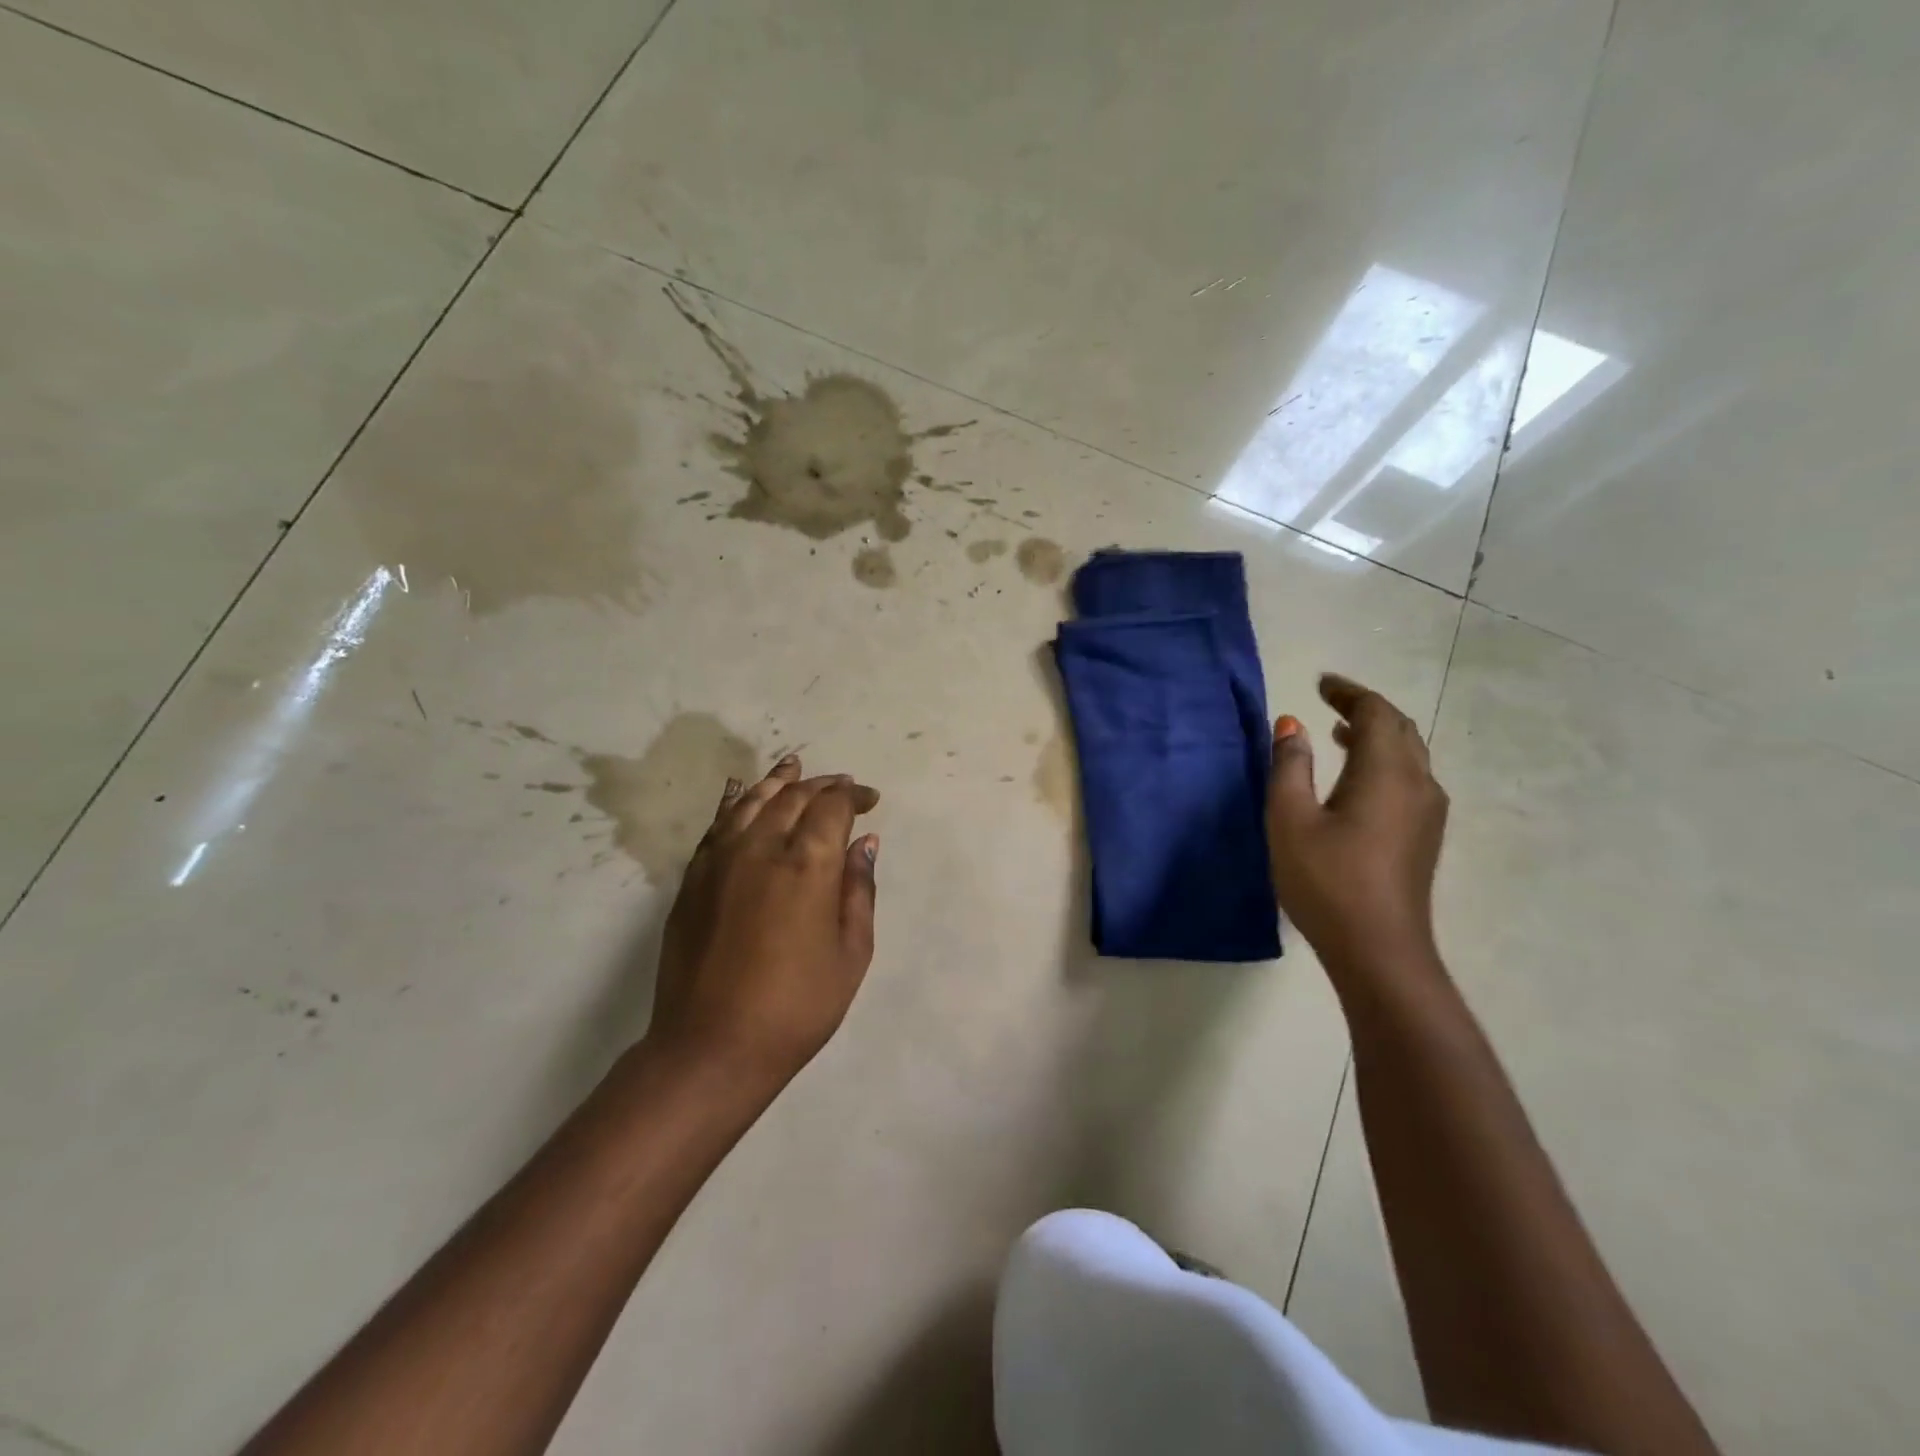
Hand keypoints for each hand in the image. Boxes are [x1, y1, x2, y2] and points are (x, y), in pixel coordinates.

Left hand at [649, 754, 880, 1090]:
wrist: (712, 1047)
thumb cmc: (797, 1007)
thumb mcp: (851, 953)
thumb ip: (859, 889)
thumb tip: (865, 842)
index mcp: (808, 864)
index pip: (833, 806)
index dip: (854, 795)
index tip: (869, 800)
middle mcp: (762, 847)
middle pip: (793, 796)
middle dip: (822, 785)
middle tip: (841, 785)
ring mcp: (720, 860)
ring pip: (751, 800)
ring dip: (777, 780)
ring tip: (793, 765)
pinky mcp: (693, 878)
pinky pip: (717, 825)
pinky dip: (733, 801)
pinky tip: (739, 791)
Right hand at [1266, 674, 1448, 974]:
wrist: (1379, 950)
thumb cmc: (1327, 880)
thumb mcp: (1289, 818)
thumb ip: (1290, 765)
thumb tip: (1292, 723)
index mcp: (1386, 772)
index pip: (1376, 712)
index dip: (1348, 692)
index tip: (1319, 683)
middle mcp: (1418, 783)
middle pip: (1399, 728)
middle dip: (1365, 708)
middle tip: (1328, 700)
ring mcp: (1428, 812)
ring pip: (1408, 754)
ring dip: (1375, 735)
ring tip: (1338, 732)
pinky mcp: (1425, 836)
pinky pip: (1409, 778)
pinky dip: (1383, 760)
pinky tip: (1355, 778)